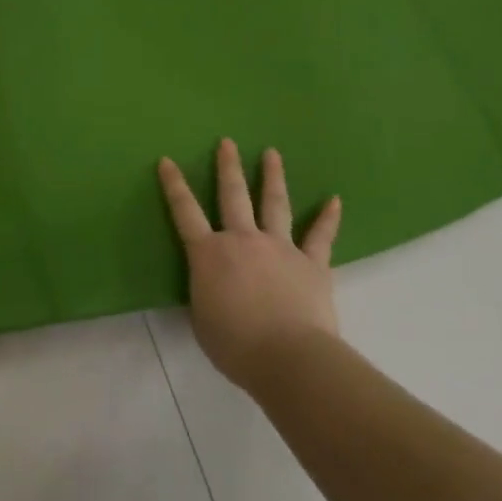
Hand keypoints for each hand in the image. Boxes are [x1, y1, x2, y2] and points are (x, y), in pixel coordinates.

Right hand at [157, 139, 341, 391]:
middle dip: (228, 167)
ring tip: (271, 153)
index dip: (174, 185)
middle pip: (233, 195)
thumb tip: (212, 286)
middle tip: (227, 142)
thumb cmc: (236, 345)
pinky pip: (321, 236)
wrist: (289, 358)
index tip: (167, 160)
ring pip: (274, 204)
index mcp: (209, 254)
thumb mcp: (202, 319)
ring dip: (272, 176)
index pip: (184, 212)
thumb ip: (205, 293)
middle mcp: (243, 240)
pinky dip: (328, 218)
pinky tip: (334, 200)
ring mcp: (280, 248)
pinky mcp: (312, 264)